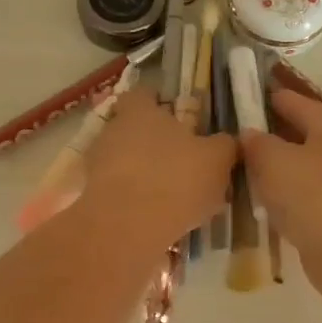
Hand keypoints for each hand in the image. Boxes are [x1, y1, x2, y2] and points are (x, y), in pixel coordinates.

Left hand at [77, 87, 237, 251]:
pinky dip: (134, 198)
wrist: (126, 229)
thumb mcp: (216, 160)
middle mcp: (113, 130)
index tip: (175, 114)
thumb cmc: (175, 180)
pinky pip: (118, 189)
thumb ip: (225, 145)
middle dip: (154, 141)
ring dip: (144, 171)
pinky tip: (156, 215)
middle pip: (132, 128)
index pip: (142, 93)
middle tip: (181, 159)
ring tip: (171, 193)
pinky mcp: (92, 195)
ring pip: (124, 160)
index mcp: (141, 112)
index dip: (157, 101)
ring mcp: (97, 164)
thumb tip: (229, 140)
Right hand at [239, 89, 321, 311]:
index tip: (256, 95)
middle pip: (306, 139)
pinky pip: (307, 203)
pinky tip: (267, 209)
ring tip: (248, 173)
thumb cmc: (316, 196)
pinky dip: (287, 202)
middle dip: (278, 136)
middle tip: (244, 136)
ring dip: (281, 172)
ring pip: (305, 173)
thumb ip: (258, 145)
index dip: (279, 98)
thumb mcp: (275, 162)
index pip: (302, 105)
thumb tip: (249, 134)